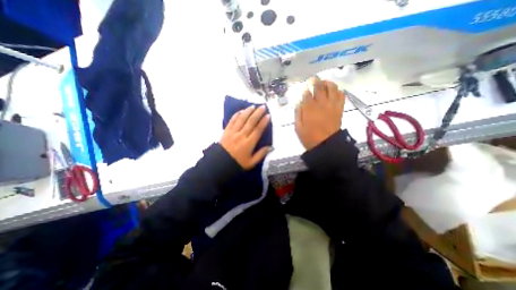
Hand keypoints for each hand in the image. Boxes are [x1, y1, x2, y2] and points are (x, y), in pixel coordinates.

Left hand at [219, 105, 271, 169]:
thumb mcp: (251, 162)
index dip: (263, 122)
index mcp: (249, 143)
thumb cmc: (237, 163)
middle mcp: (241, 135)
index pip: (258, 130)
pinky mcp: (226, 131)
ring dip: (248, 111)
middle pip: (251, 122)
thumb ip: (261, 154)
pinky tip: (241, 111)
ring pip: (241, 119)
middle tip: (263, 107)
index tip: (268, 116)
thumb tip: (271, 147)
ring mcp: (233, 132)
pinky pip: (232, 121)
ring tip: (253, 106)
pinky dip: (236, 115)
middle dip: (257, 113)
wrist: (220, 164)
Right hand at [297, 81, 343, 149]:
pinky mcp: (339, 108)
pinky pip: (341, 95)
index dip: (306, 89)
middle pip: (320, 87)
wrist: (326, 144)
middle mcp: (321, 104)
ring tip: (324, 83)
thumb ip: (298, 113)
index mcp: (309, 109)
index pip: (307, 93)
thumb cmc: (309, 137)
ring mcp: (332, 105)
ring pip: (332, 88)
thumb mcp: (298, 127)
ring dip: (327, 83)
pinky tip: (333, 92)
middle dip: (315, 81)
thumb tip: (299, 103)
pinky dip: (338, 91)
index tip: (305, 88)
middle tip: (313, 80)